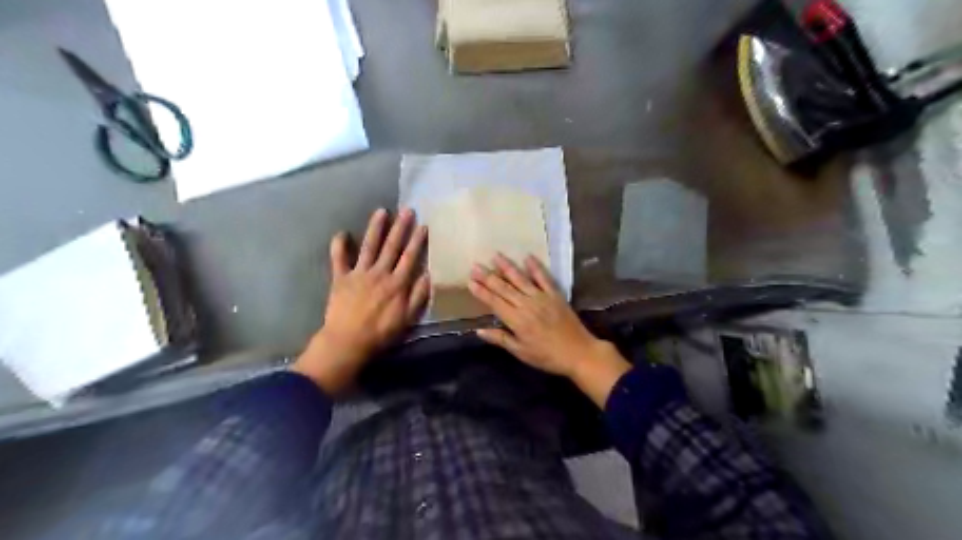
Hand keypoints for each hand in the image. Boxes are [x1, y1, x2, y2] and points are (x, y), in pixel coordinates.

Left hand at [293, 208, 426, 393]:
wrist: (348, 341)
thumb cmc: (381, 332)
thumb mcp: (408, 318)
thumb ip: (419, 295)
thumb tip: (429, 274)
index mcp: (397, 283)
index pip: (410, 257)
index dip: (417, 241)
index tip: (423, 225)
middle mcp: (379, 273)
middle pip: (392, 247)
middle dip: (400, 227)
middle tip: (407, 210)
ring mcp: (359, 273)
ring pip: (369, 246)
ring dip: (375, 228)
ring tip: (381, 211)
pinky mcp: (340, 278)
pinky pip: (338, 259)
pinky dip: (339, 246)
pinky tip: (341, 233)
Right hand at [466, 252, 598, 375]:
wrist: (579, 353)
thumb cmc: (547, 356)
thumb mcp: (521, 352)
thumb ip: (500, 339)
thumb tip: (479, 330)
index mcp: (517, 320)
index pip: (494, 302)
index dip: (482, 292)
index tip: (470, 281)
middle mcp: (527, 304)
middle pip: (504, 288)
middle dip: (488, 277)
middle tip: (475, 265)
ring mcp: (542, 297)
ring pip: (521, 279)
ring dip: (507, 267)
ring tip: (495, 255)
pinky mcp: (555, 294)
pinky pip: (544, 278)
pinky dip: (535, 267)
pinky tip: (527, 257)